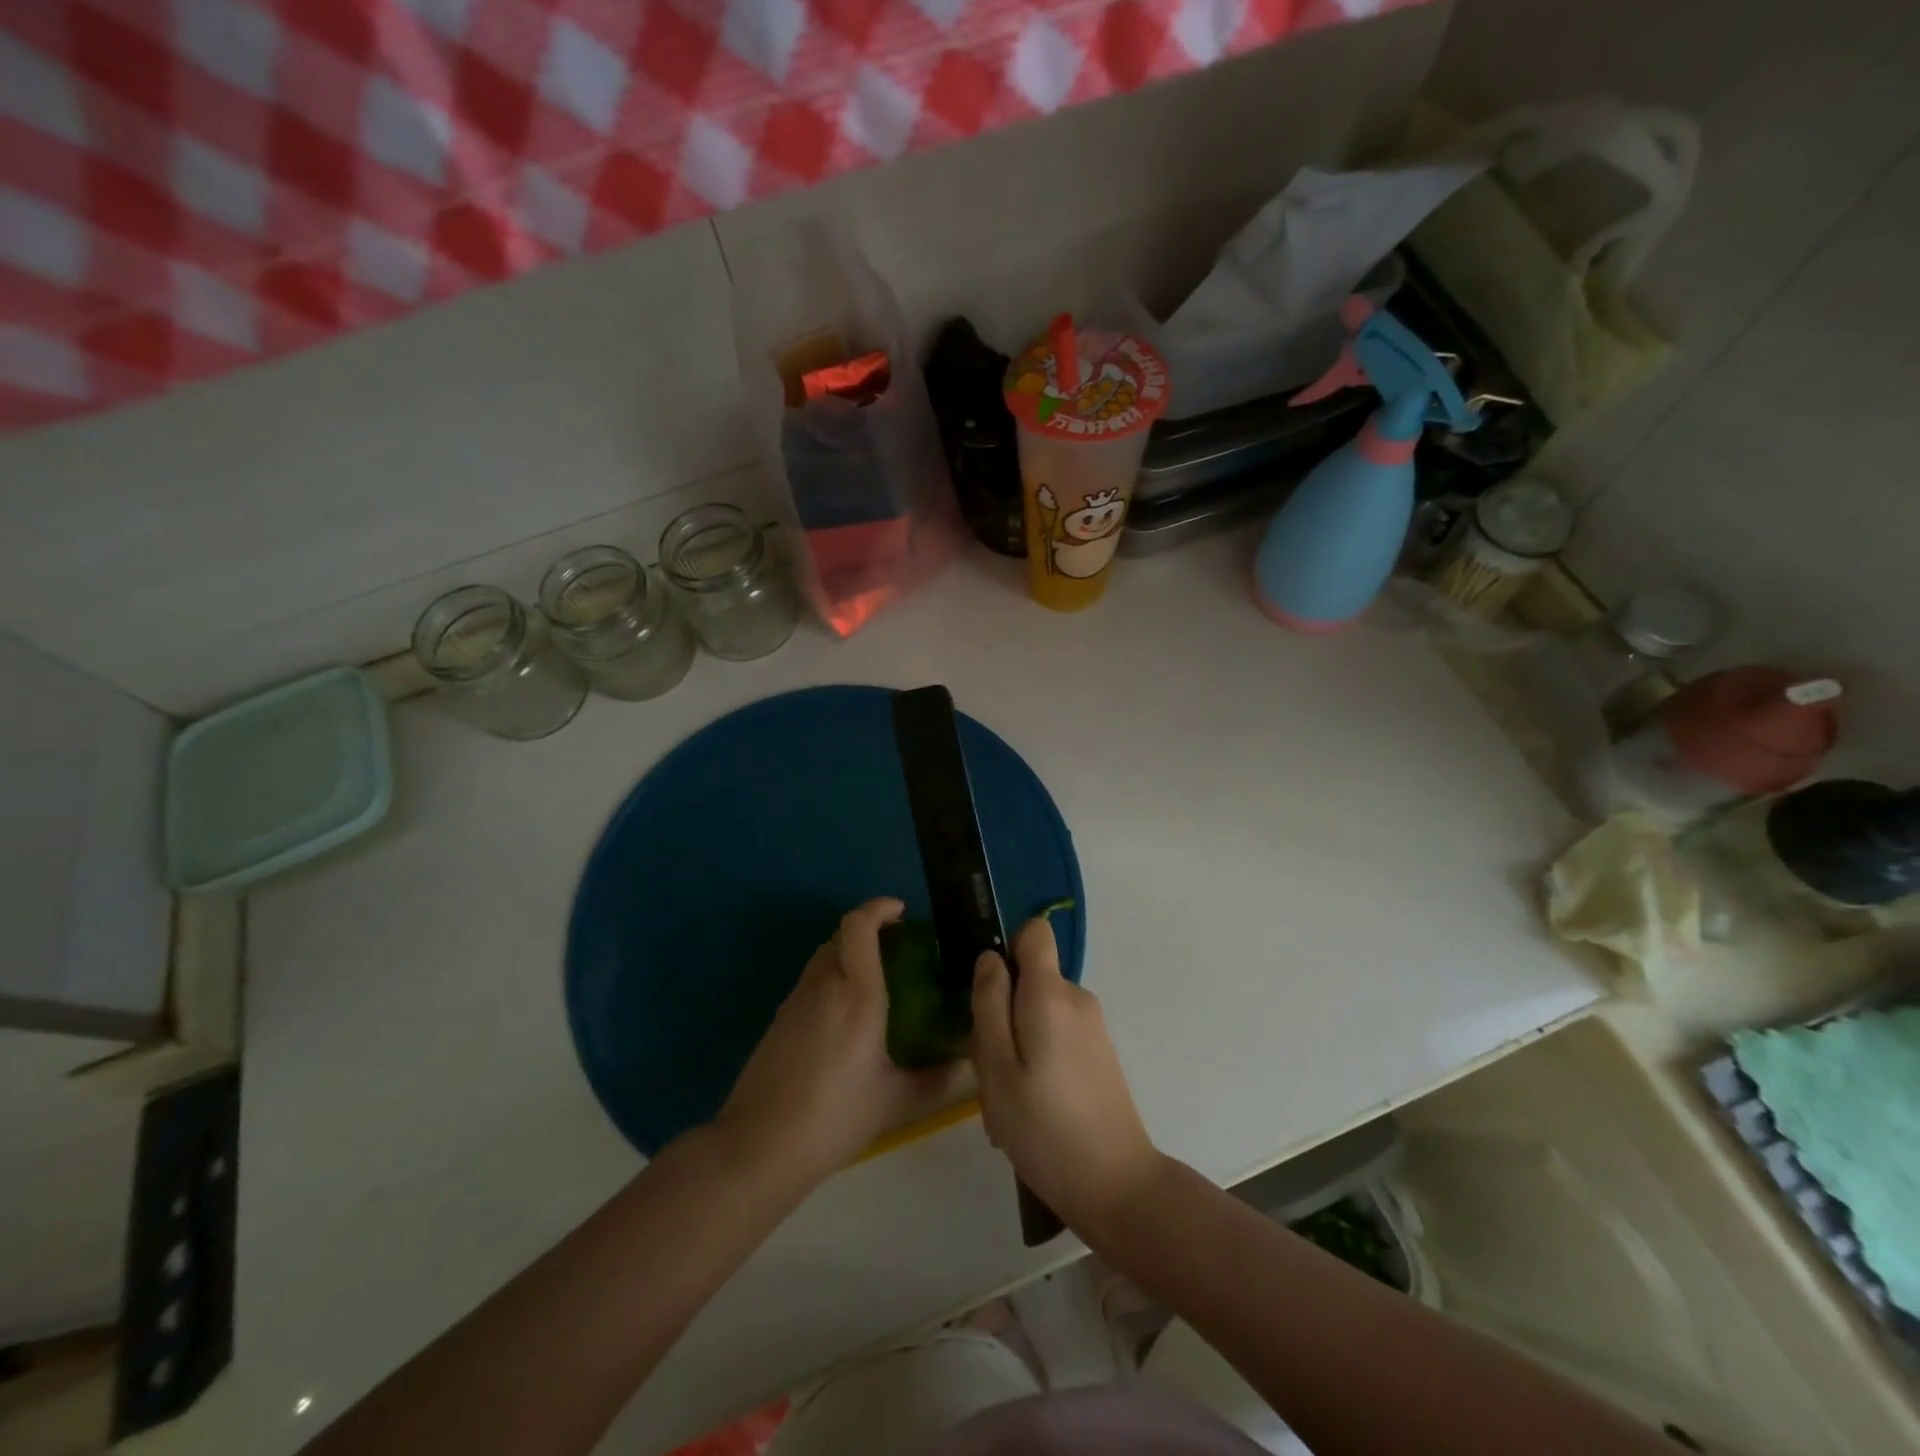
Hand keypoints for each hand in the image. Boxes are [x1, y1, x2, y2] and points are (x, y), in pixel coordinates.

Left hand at [716, 899, 964, 1189]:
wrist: (758, 1147)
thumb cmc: (834, 1118)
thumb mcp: (895, 1102)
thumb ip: (939, 1082)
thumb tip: (972, 1067)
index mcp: (857, 994)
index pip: (859, 926)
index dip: (879, 907)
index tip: (902, 912)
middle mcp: (824, 986)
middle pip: (841, 935)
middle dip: (869, 931)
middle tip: (899, 949)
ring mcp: (795, 1001)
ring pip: (824, 957)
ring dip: (849, 954)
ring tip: (877, 981)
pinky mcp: (779, 1021)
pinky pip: (811, 982)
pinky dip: (833, 980)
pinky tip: (847, 1018)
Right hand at [971, 916, 1161, 1234]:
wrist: (1117, 1186)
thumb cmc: (1044, 1128)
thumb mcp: (996, 1068)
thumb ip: (989, 1004)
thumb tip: (990, 958)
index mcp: (1051, 994)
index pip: (1034, 932)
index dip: (1007, 949)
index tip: (989, 991)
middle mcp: (1077, 998)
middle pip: (1029, 978)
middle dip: (1002, 1011)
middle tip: (990, 1069)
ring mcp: (1092, 1026)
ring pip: (1039, 1011)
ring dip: (1016, 1043)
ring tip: (1008, 1099)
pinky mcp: (1099, 1052)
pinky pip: (1056, 1034)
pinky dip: (1037, 1058)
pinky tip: (1031, 1108)